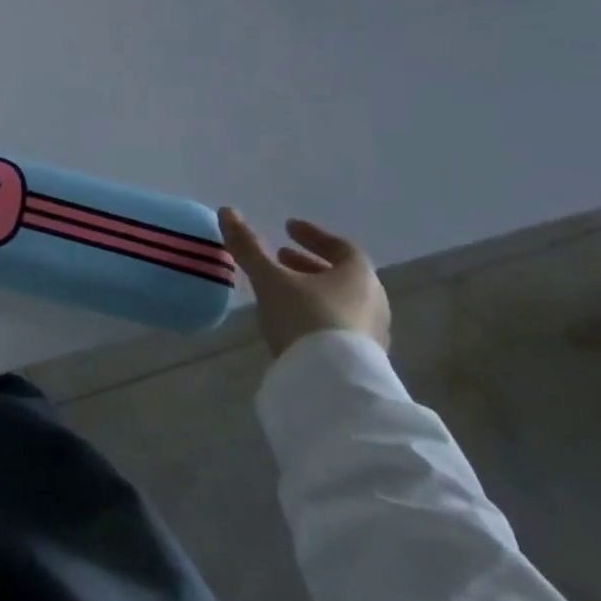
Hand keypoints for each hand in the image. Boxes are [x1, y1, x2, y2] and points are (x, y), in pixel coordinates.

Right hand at [218, 209, 390, 356]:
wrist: (333, 389)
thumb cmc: (305, 319)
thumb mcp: (270, 279)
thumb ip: (249, 247)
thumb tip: (227, 211)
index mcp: (359, 276)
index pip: (341, 246)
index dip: (313, 235)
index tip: (288, 228)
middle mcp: (373, 302)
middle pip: (342, 275)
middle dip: (309, 264)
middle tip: (280, 257)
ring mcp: (372, 335)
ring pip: (341, 302)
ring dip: (312, 290)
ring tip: (282, 290)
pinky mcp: (364, 363)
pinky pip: (340, 327)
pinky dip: (318, 315)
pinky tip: (294, 323)